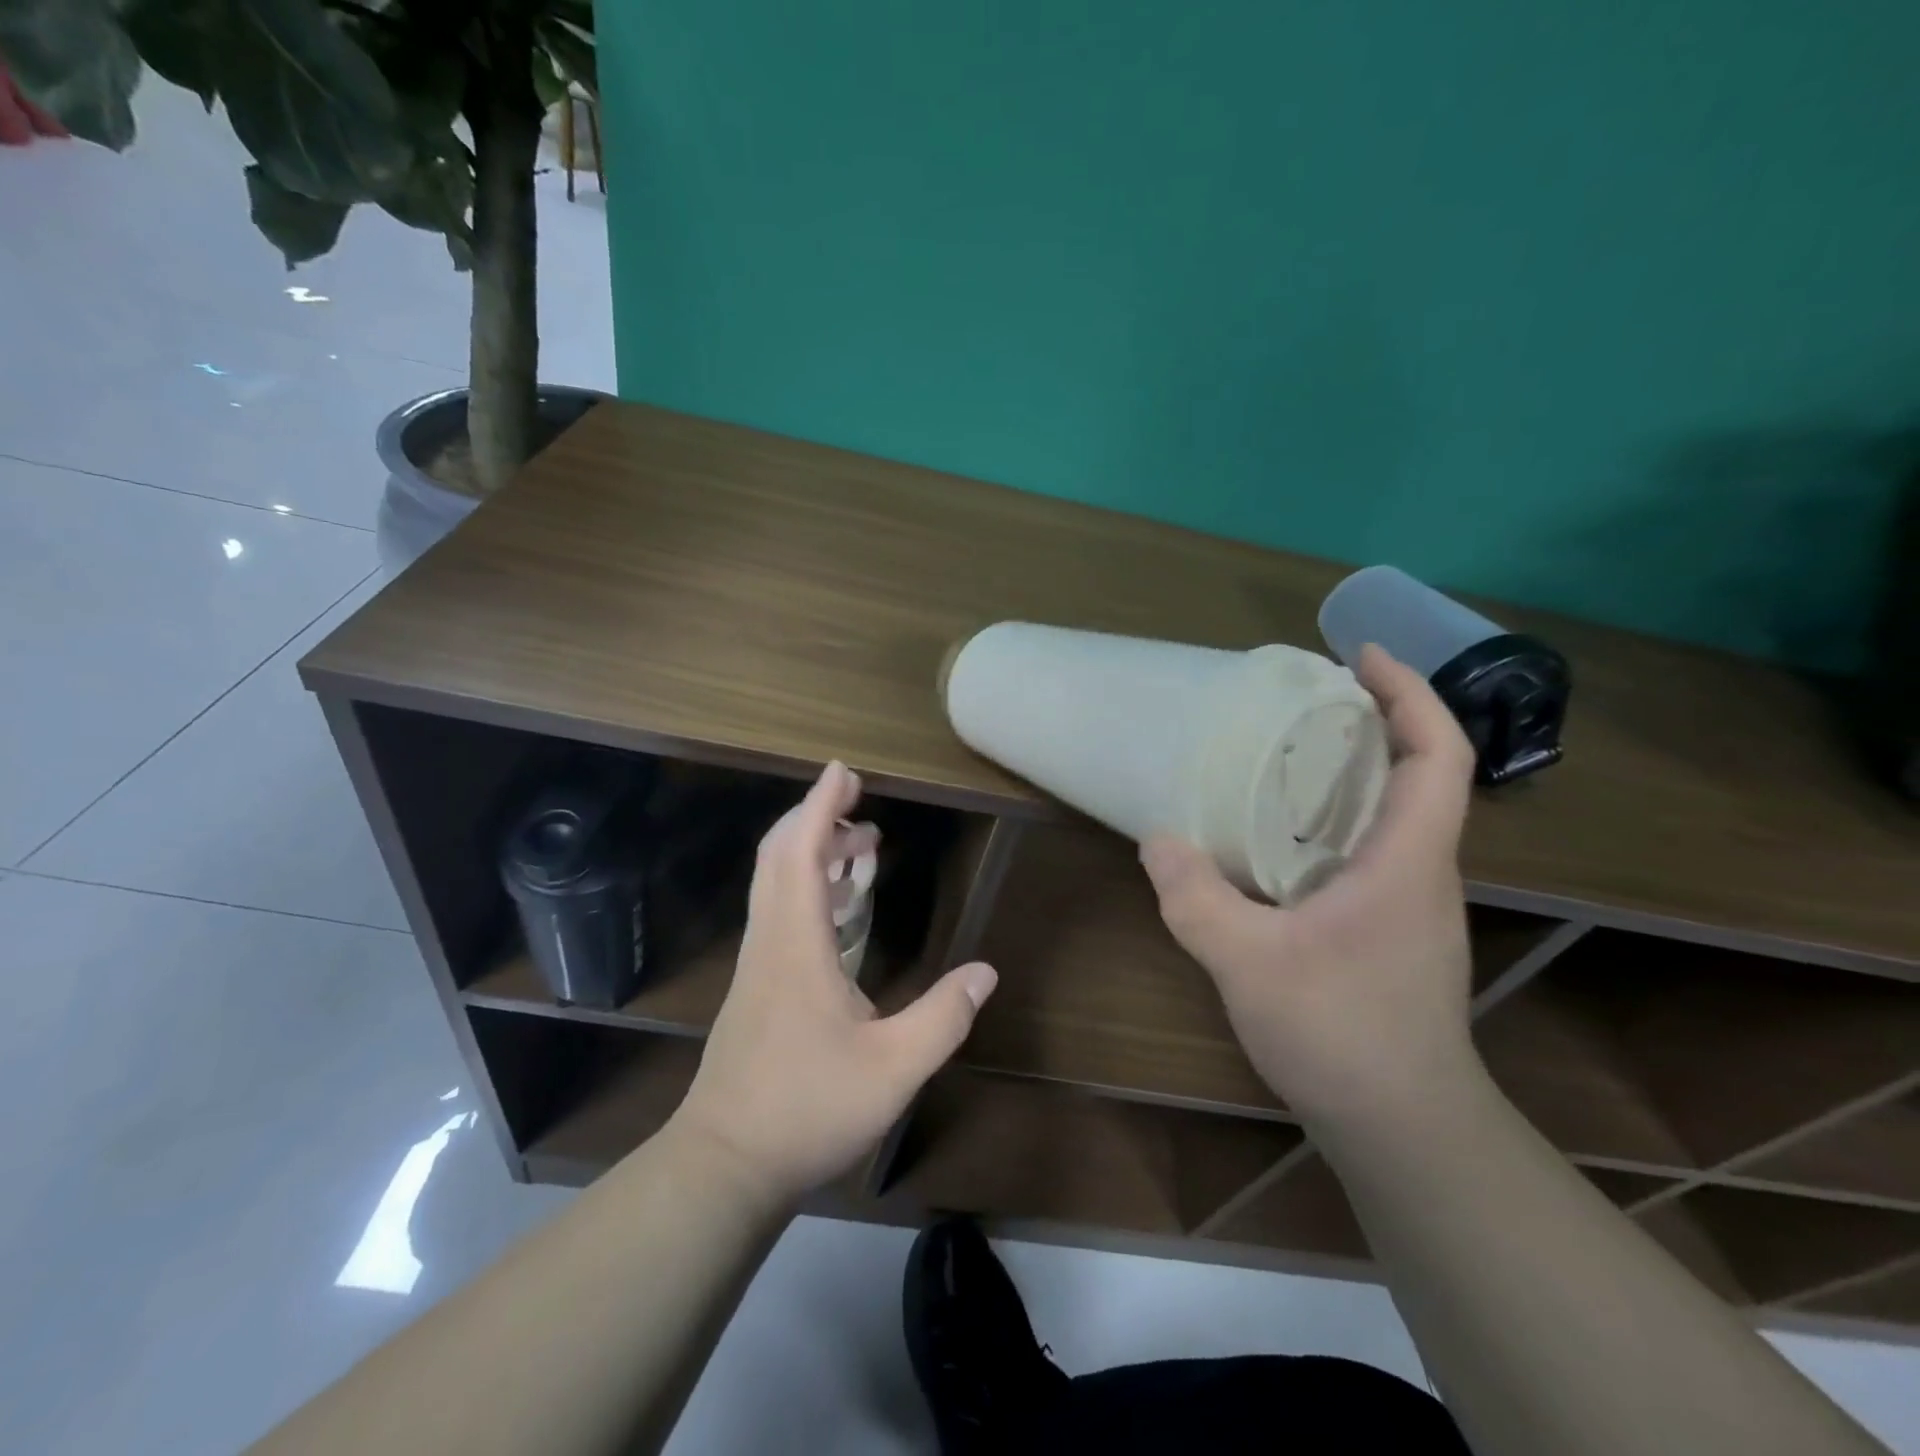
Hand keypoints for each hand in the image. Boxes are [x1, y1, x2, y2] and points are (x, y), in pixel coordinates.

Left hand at [673, 762, 998, 1204]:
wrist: (725, 1165)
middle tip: (859, 806)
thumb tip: (985, 972)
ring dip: (813, 853)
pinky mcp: (756, 987)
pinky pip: (778, 912)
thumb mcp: (894, 1069)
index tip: (843, 772)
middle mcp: (770, 941)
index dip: (820, 806)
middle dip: (816, 819)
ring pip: (775, 884)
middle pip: (779, 857)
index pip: (801, 853)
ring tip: (860, 848)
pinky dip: (807, 888)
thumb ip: (943, 1017)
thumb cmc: (807, 1109)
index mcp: (796, 944)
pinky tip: (841, 911)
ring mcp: (757, 964)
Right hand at [1141, 645, 1478, 1128]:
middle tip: (1300, 700)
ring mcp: (1408, 904)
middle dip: (1370, 722)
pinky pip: (1366, 850)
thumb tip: (1158, 839)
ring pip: (1390, 814)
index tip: (1360, 658)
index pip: (1436, 755)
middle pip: (1415, 773)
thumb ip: (1198, 900)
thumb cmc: (1343, 1035)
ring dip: (1349, 771)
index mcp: (1408, 859)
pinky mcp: (1388, 930)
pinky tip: (1276, 837)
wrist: (1402, 1127)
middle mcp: (1420, 871)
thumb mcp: (1250, 963)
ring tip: (1281, 754)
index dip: (1410, 695)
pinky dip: (1331, 819)